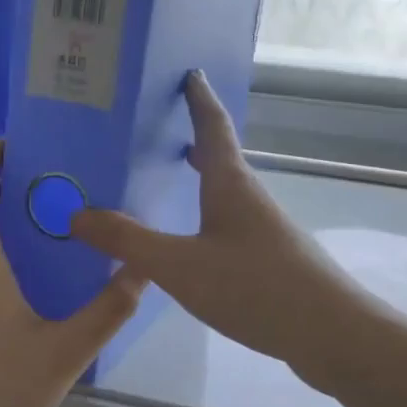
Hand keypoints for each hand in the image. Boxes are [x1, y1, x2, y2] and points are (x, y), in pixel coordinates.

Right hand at [70, 72, 363, 374]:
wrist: (330, 334)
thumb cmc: (254, 287)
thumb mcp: (180, 265)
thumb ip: (128, 242)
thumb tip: (77, 214)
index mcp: (230, 185)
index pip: (213, 127)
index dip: (199, 99)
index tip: (189, 71)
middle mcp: (249, 199)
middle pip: (220, 158)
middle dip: (193, 138)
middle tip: (160, 127)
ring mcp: (263, 231)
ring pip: (224, 193)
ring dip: (199, 179)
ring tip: (165, 180)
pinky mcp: (269, 261)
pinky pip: (227, 225)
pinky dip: (204, 216)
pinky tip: (188, 242)